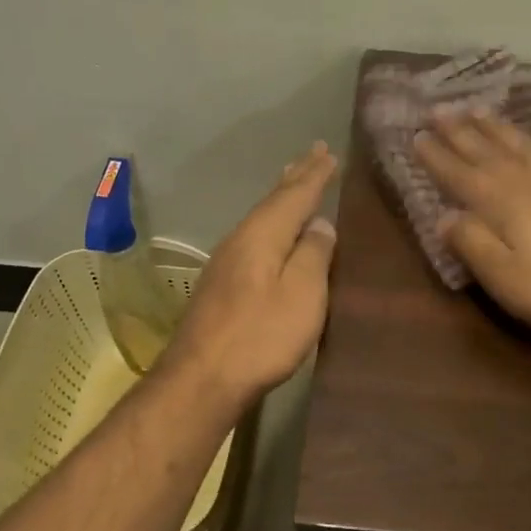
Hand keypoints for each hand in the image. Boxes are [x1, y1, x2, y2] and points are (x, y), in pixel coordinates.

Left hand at [165, 142, 338, 408]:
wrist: (202, 378)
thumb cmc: (260, 336)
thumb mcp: (302, 295)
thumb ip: (313, 255)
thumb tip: (320, 224)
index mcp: (262, 235)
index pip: (294, 195)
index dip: (314, 175)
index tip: (328, 152)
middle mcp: (240, 240)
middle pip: (272, 201)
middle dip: (295, 177)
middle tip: (312, 153)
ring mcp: (226, 262)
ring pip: (261, 218)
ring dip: (281, 198)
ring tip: (294, 181)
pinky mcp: (221, 285)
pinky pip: (254, 237)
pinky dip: (271, 223)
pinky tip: (273, 232)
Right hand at [415, 112, 530, 335]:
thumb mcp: (506, 278)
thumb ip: (473, 245)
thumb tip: (444, 218)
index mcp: (502, 205)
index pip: (460, 176)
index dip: (437, 157)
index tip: (417, 135)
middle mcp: (528, 182)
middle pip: (487, 151)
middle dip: (460, 131)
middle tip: (439, 108)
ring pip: (521, 145)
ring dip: (496, 127)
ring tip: (477, 109)